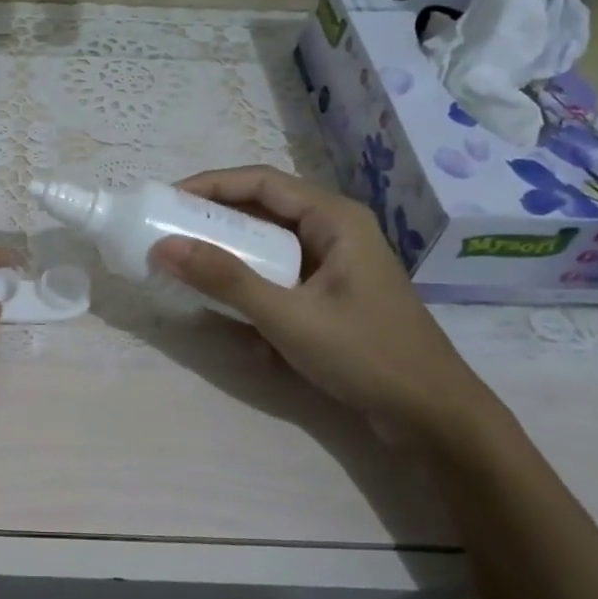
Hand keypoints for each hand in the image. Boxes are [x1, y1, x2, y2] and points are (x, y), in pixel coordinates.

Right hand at [152, 166, 503, 442]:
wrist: (433, 416)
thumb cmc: (366, 355)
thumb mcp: (288, 316)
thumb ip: (226, 279)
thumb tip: (163, 248)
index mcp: (334, 219)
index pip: (261, 182)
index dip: (210, 185)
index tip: (167, 201)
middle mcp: (335, 232)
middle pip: (264, 210)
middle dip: (215, 223)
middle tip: (169, 236)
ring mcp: (335, 266)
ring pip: (270, 247)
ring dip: (231, 258)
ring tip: (190, 271)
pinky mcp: (332, 296)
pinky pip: (280, 278)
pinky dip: (253, 289)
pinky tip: (234, 319)